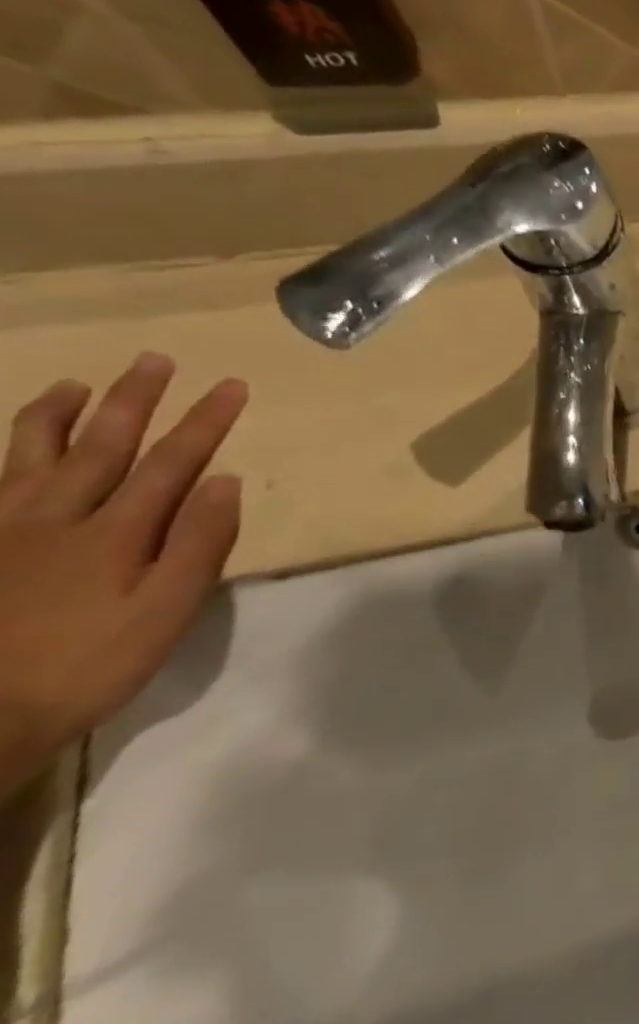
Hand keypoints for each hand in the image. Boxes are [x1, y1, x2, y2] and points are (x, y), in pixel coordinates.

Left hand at [0, 354, 247, 796]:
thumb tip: (225, 480)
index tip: (232, 385)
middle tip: (153, 360)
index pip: (172, 462)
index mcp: (115, 532)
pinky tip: (6, 452)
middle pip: (101, 446)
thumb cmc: (90, 664)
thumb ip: (199, 543)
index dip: (204, 421)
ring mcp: (2, 533)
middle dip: (132, 401)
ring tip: (71, 385)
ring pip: (28, 459)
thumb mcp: (167, 610)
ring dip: (55, 418)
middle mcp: (56, 518)